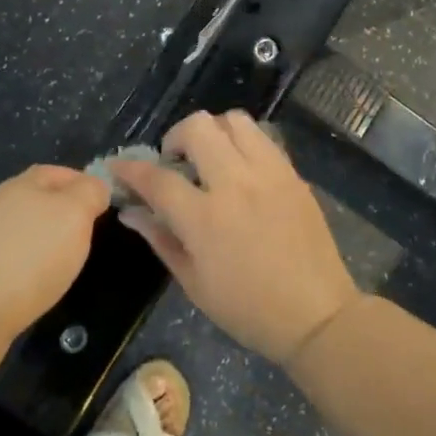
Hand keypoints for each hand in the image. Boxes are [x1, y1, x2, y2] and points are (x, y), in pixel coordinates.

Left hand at [0, 166, 111, 364]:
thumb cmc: (27, 257)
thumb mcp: (73, 216)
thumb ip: (87, 194)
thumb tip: (94, 186)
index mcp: (21, 185)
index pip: (54, 173)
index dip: (79, 182)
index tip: (101, 202)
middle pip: (31, 200)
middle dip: (57, 212)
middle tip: (83, 234)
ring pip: (15, 231)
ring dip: (36, 241)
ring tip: (59, 263)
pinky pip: (0, 261)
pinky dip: (18, 268)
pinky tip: (29, 287)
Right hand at [112, 111, 361, 364]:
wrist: (317, 314)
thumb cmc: (248, 308)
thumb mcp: (194, 283)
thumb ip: (160, 238)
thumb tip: (131, 212)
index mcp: (205, 218)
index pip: (157, 178)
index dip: (130, 169)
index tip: (118, 167)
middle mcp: (236, 184)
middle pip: (197, 128)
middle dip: (175, 137)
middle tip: (176, 163)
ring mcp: (269, 174)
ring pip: (234, 120)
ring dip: (212, 132)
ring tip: (210, 159)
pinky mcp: (293, 174)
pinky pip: (262, 138)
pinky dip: (242, 143)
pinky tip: (240, 170)